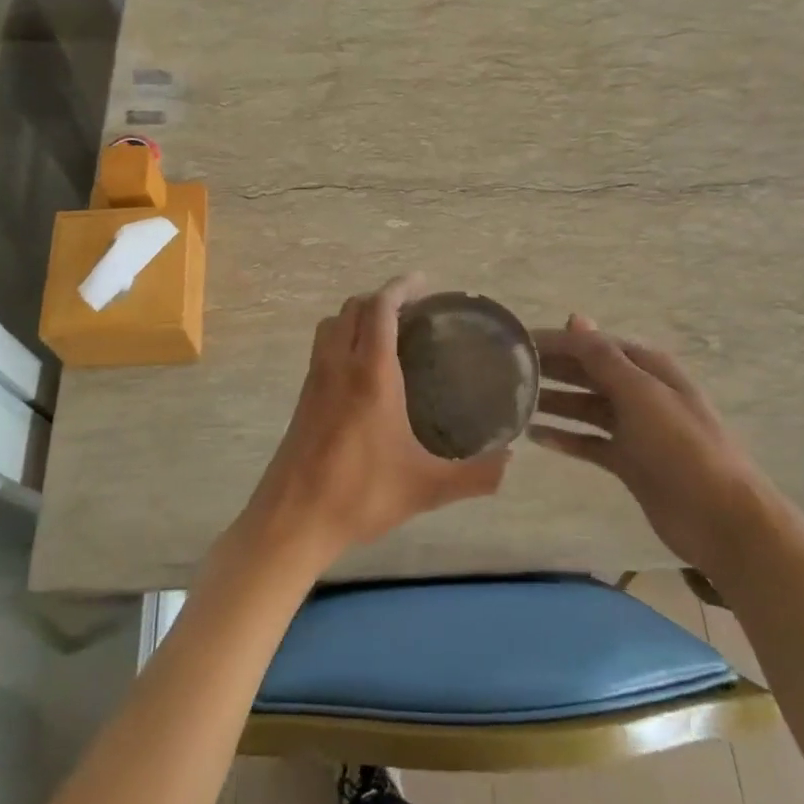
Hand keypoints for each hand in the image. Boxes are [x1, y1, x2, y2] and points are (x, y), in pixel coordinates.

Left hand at [241, 275, 508, 574]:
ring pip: (331, 325)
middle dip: (382, 297)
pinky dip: (343, 337)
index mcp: (370, 375)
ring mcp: (314, 381)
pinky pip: (322, 348)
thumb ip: (476, 475)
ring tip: (388, 330)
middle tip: (414, 308)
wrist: (292, 520)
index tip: (424, 283)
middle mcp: (338, 366)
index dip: (401, 287)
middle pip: (353, 308)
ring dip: (358, 315)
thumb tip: (511, 461)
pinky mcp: (302, 399)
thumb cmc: (359, 495)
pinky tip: (364, 370)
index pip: (380, 309)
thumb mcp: (426, 488)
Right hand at [528, 314, 771, 569]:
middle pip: (587, 373)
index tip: (514, 344)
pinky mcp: (628, 461)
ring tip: (514, 403)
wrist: (720, 517)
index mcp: (647, 368)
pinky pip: (588, 442)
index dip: (556, 342)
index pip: (592, 344)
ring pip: (584, 407)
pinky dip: (565, 438)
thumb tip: (575, 317)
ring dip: (554, 403)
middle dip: (551, 369)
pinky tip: (535, 438)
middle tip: (505, 373)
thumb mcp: (641, 395)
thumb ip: (604, 358)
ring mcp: (634, 428)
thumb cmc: (681, 447)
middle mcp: (639, 392)